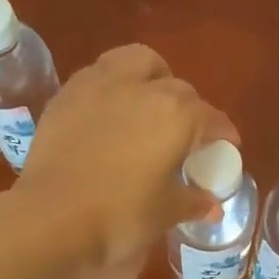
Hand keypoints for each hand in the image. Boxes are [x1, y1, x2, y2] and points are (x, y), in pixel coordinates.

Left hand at [16, 45, 236, 268]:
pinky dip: (112, 86)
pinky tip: (109, 112)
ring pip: (135, 61)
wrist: (51, 217)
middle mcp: (143, 88)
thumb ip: (192, 201)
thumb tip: (212, 206)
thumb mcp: (165, 212)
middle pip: (177, 87)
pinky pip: (99, 75)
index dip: (222, 133)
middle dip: (188, 106)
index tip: (226, 145)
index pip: (211, 118)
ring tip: (147, 102)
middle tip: (184, 133)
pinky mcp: (67, 94)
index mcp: (177, 114)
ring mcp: (100, 85)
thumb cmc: (120, 216)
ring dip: (150, 76)